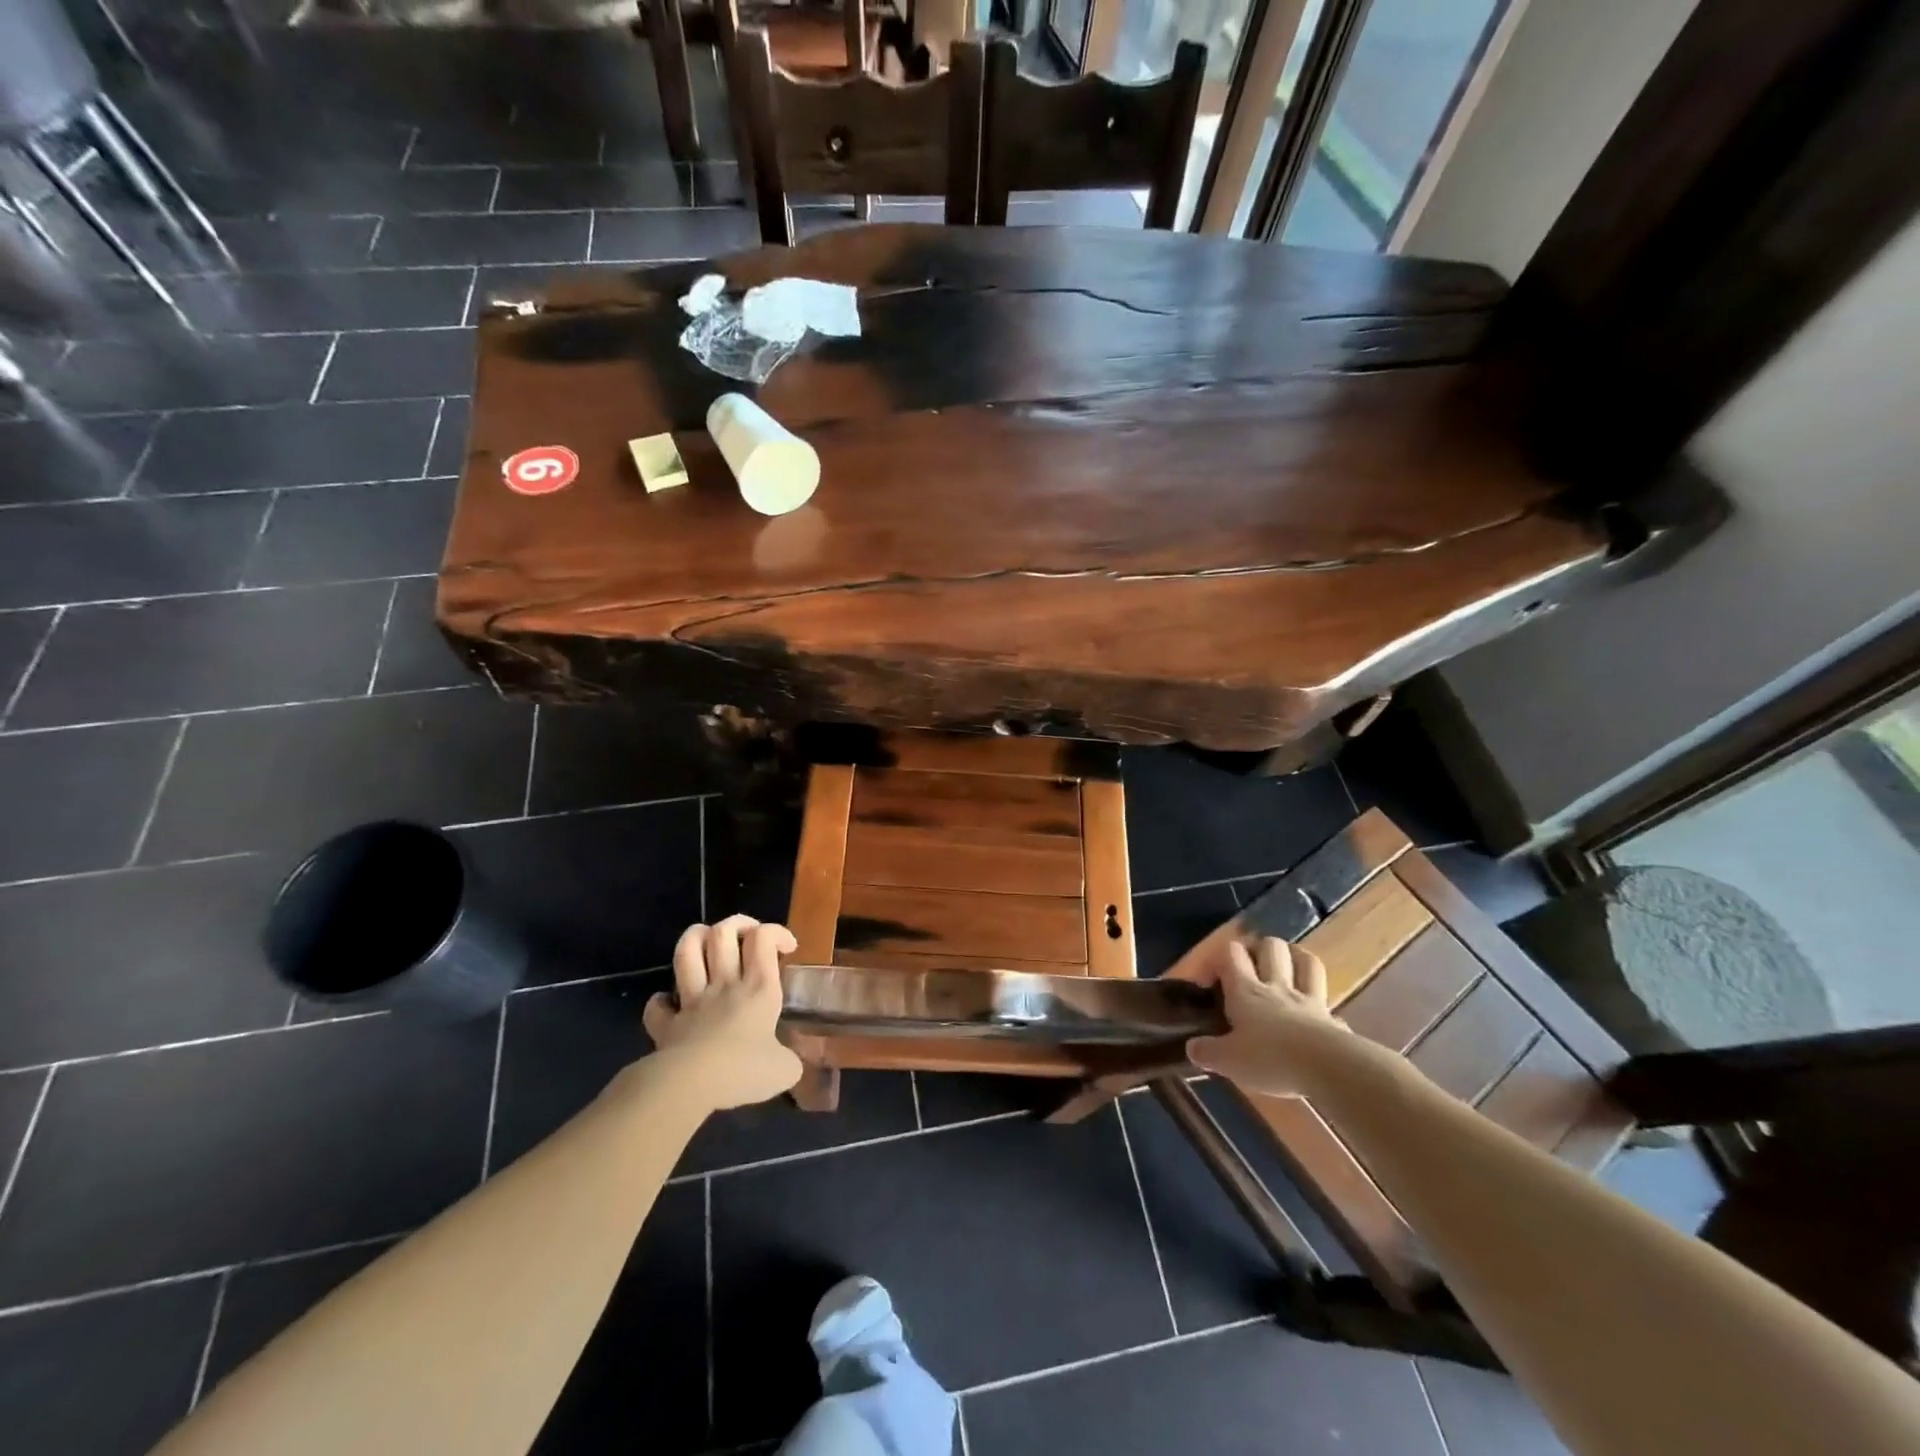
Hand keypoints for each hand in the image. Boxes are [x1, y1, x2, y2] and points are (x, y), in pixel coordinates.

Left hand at [643, 916, 802, 1109]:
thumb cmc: (744, 1071)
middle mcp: (725, 985)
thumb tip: (789, 1063)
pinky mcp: (667, 1025)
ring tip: (706, 942)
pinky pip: (658, 1006)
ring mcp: (692, 1001)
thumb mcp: (785, 1070)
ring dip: (695, 939)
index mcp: (759, 988)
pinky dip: (662, 1001)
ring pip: (687, 952)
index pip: (764, 938)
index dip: (776, 932)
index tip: (787, 948)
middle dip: (737, 924)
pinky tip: (670, 1004)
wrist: (691, 1086)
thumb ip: (790, 1059)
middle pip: (723, 933)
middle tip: (748, 936)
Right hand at [1185, 937, 1350, 1097]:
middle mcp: (1276, 986)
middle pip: (1271, 946)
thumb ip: (1207, 1052)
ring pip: (1306, 961)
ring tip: (1286, 969)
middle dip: (1260, 949)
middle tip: (1251, 967)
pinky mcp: (1333, 1019)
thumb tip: (1192, 1047)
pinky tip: (1315, 1016)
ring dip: (1296, 958)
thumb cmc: (1270, 1058)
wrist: (1328, 1068)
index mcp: (1246, 991)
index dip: (1219, 958)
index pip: (1231, 952)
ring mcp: (1309, 1000)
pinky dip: (1321, 1003)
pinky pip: (1328, 1001)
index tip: (1211, 981)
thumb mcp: (1228, 1061)